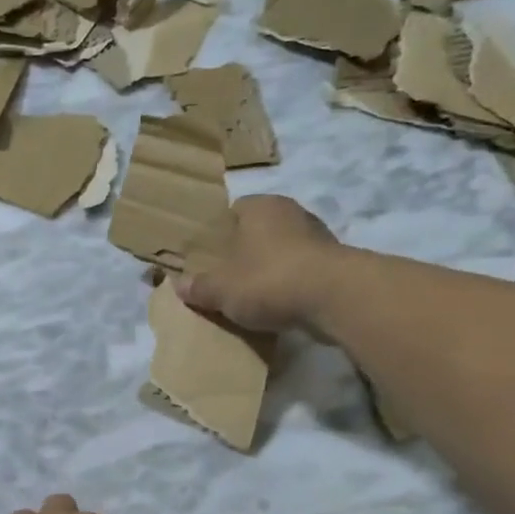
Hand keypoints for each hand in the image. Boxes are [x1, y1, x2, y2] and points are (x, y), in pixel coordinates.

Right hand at [178, 195, 341, 332]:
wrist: (334, 298)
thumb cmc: (269, 280)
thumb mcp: (221, 289)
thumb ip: (199, 286)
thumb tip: (179, 285)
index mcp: (260, 206)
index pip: (232, 211)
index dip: (218, 234)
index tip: (208, 259)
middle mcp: (290, 212)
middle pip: (258, 232)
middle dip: (244, 253)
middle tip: (226, 280)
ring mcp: (318, 236)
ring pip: (282, 252)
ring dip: (270, 271)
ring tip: (252, 298)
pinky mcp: (335, 263)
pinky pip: (302, 272)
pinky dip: (291, 286)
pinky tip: (280, 307)